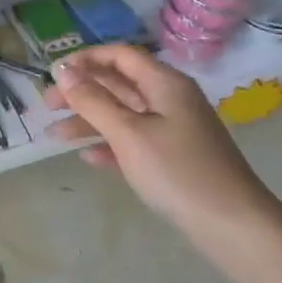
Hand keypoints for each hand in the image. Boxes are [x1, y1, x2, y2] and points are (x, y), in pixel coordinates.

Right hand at [46, 44, 281, 247]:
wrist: (233, 226)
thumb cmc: (178, 172)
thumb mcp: (128, 133)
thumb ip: (93, 100)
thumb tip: (62, 70)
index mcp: (164, 83)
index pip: (120, 56)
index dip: (85, 59)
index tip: (53, 74)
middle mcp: (170, 99)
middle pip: (119, 84)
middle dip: (81, 92)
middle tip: (47, 106)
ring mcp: (174, 129)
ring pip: (124, 114)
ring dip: (90, 121)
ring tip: (55, 137)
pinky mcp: (175, 157)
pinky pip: (135, 141)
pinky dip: (110, 145)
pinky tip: (89, 158)